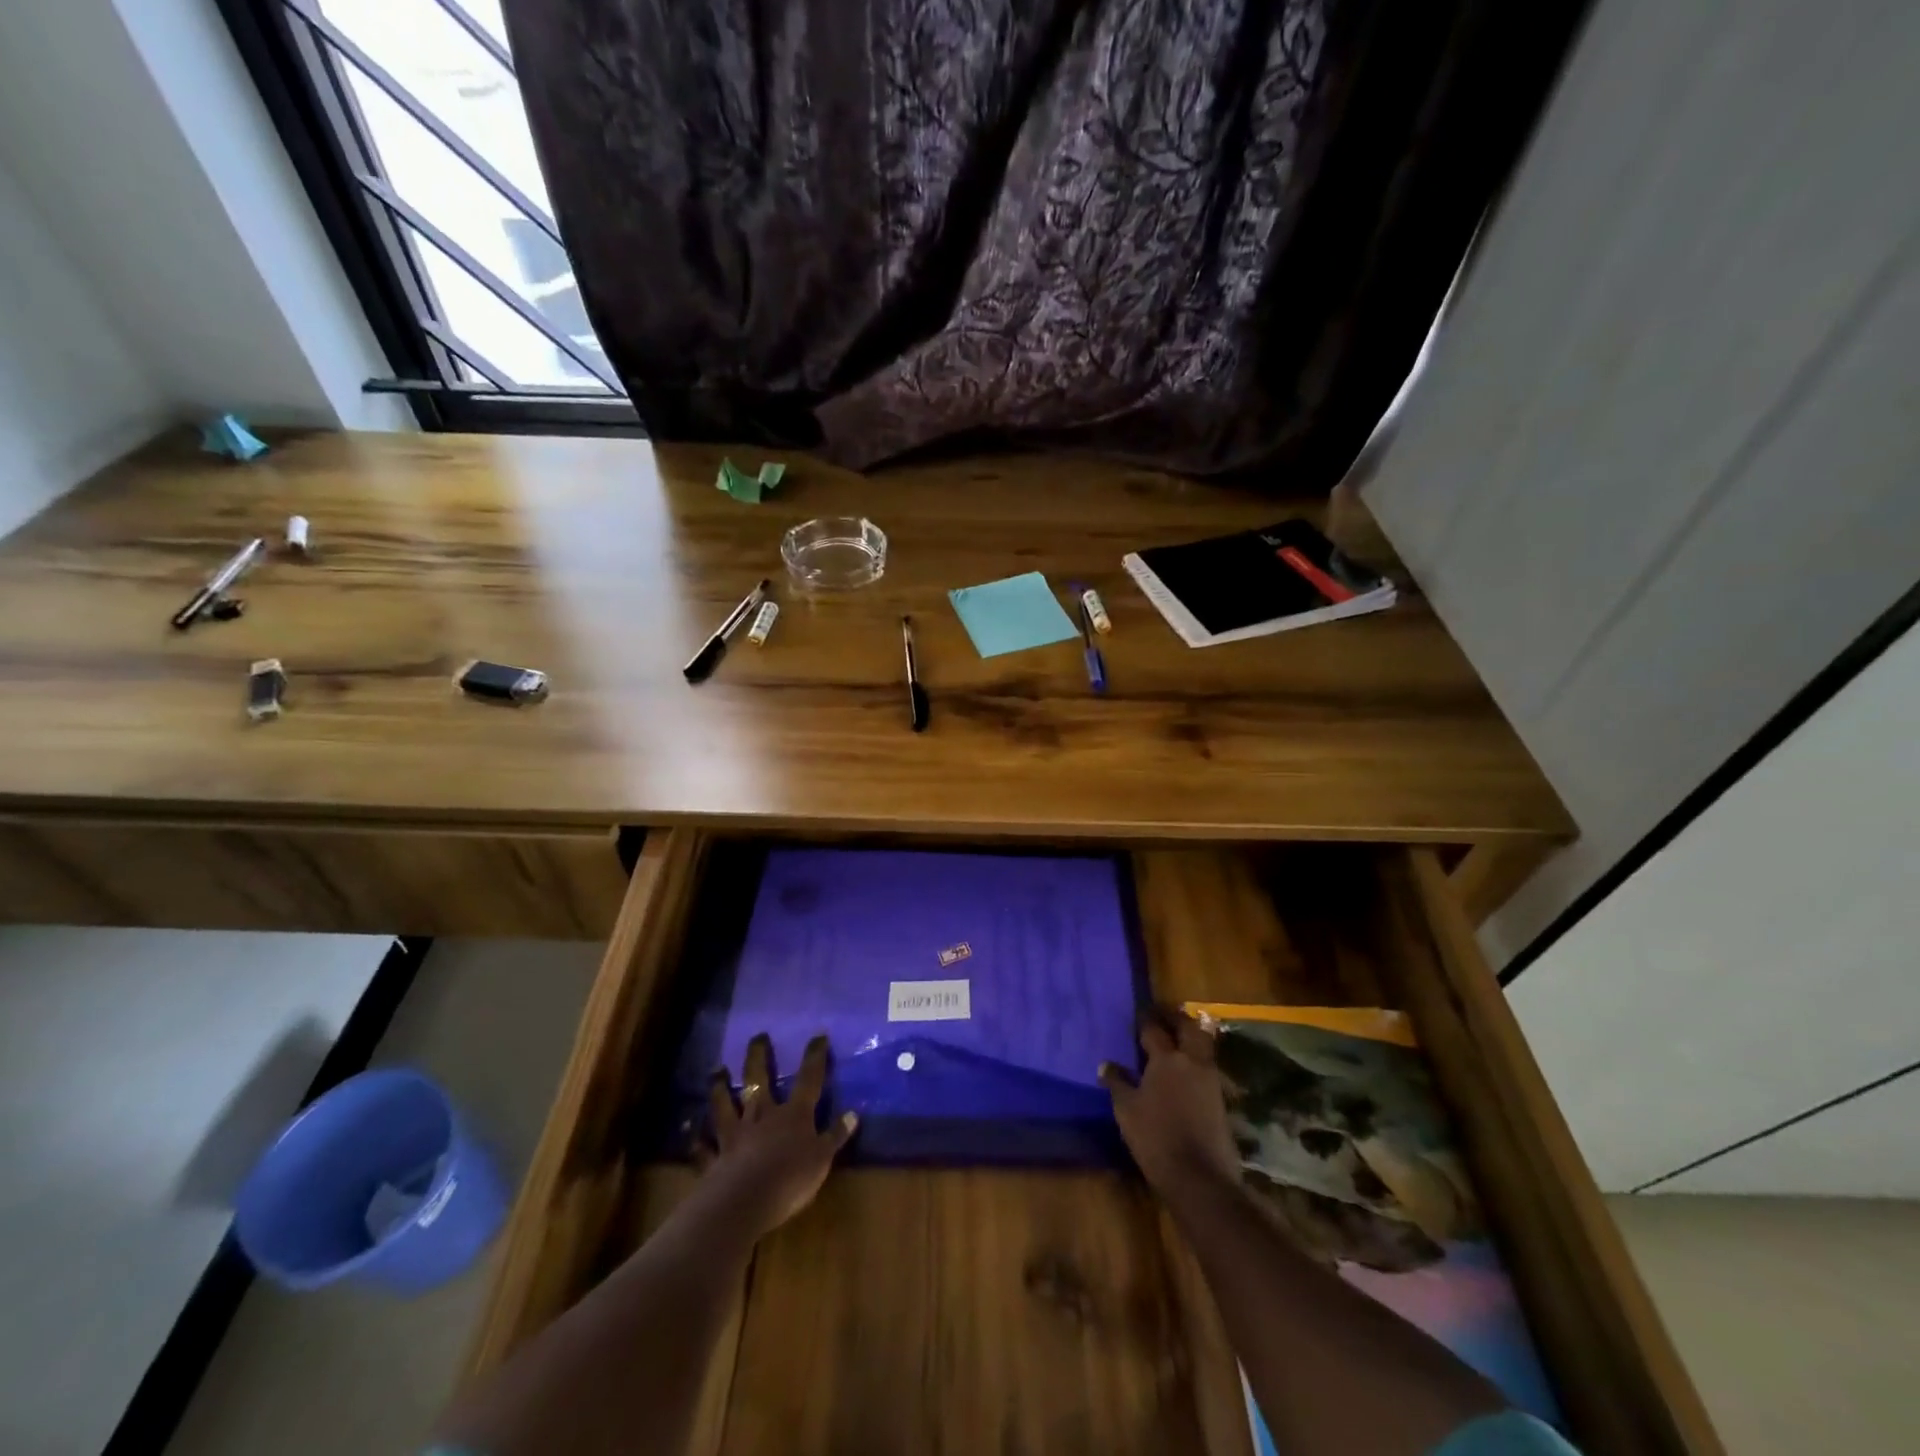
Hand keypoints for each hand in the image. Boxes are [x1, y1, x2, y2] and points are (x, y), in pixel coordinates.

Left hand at [696, 1032, 856, 1239]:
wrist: (743, 1201)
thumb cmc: (790, 1178)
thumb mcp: (822, 1159)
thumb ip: (835, 1136)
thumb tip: (853, 1114)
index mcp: (793, 1114)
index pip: (808, 1079)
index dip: (814, 1057)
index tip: (818, 1036)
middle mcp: (763, 1116)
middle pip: (759, 1080)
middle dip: (759, 1057)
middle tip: (757, 1036)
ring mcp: (736, 1135)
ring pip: (726, 1105)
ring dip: (721, 1087)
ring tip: (717, 1070)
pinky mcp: (715, 1159)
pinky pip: (704, 1148)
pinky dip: (698, 1142)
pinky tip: (692, 1135)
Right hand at [1100, 1010, 1242, 1200]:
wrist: (1199, 1177)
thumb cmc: (1156, 1137)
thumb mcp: (1127, 1110)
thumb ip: (1117, 1083)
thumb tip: (1106, 1065)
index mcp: (1166, 1059)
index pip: (1154, 1029)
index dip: (1145, 1018)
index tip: (1138, 1011)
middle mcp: (1191, 1061)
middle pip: (1188, 1027)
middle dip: (1175, 1017)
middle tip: (1162, 1014)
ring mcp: (1210, 1079)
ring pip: (1203, 1044)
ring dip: (1190, 1035)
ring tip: (1175, 1037)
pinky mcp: (1220, 1098)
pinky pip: (1208, 1066)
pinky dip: (1197, 1059)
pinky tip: (1185, 1068)